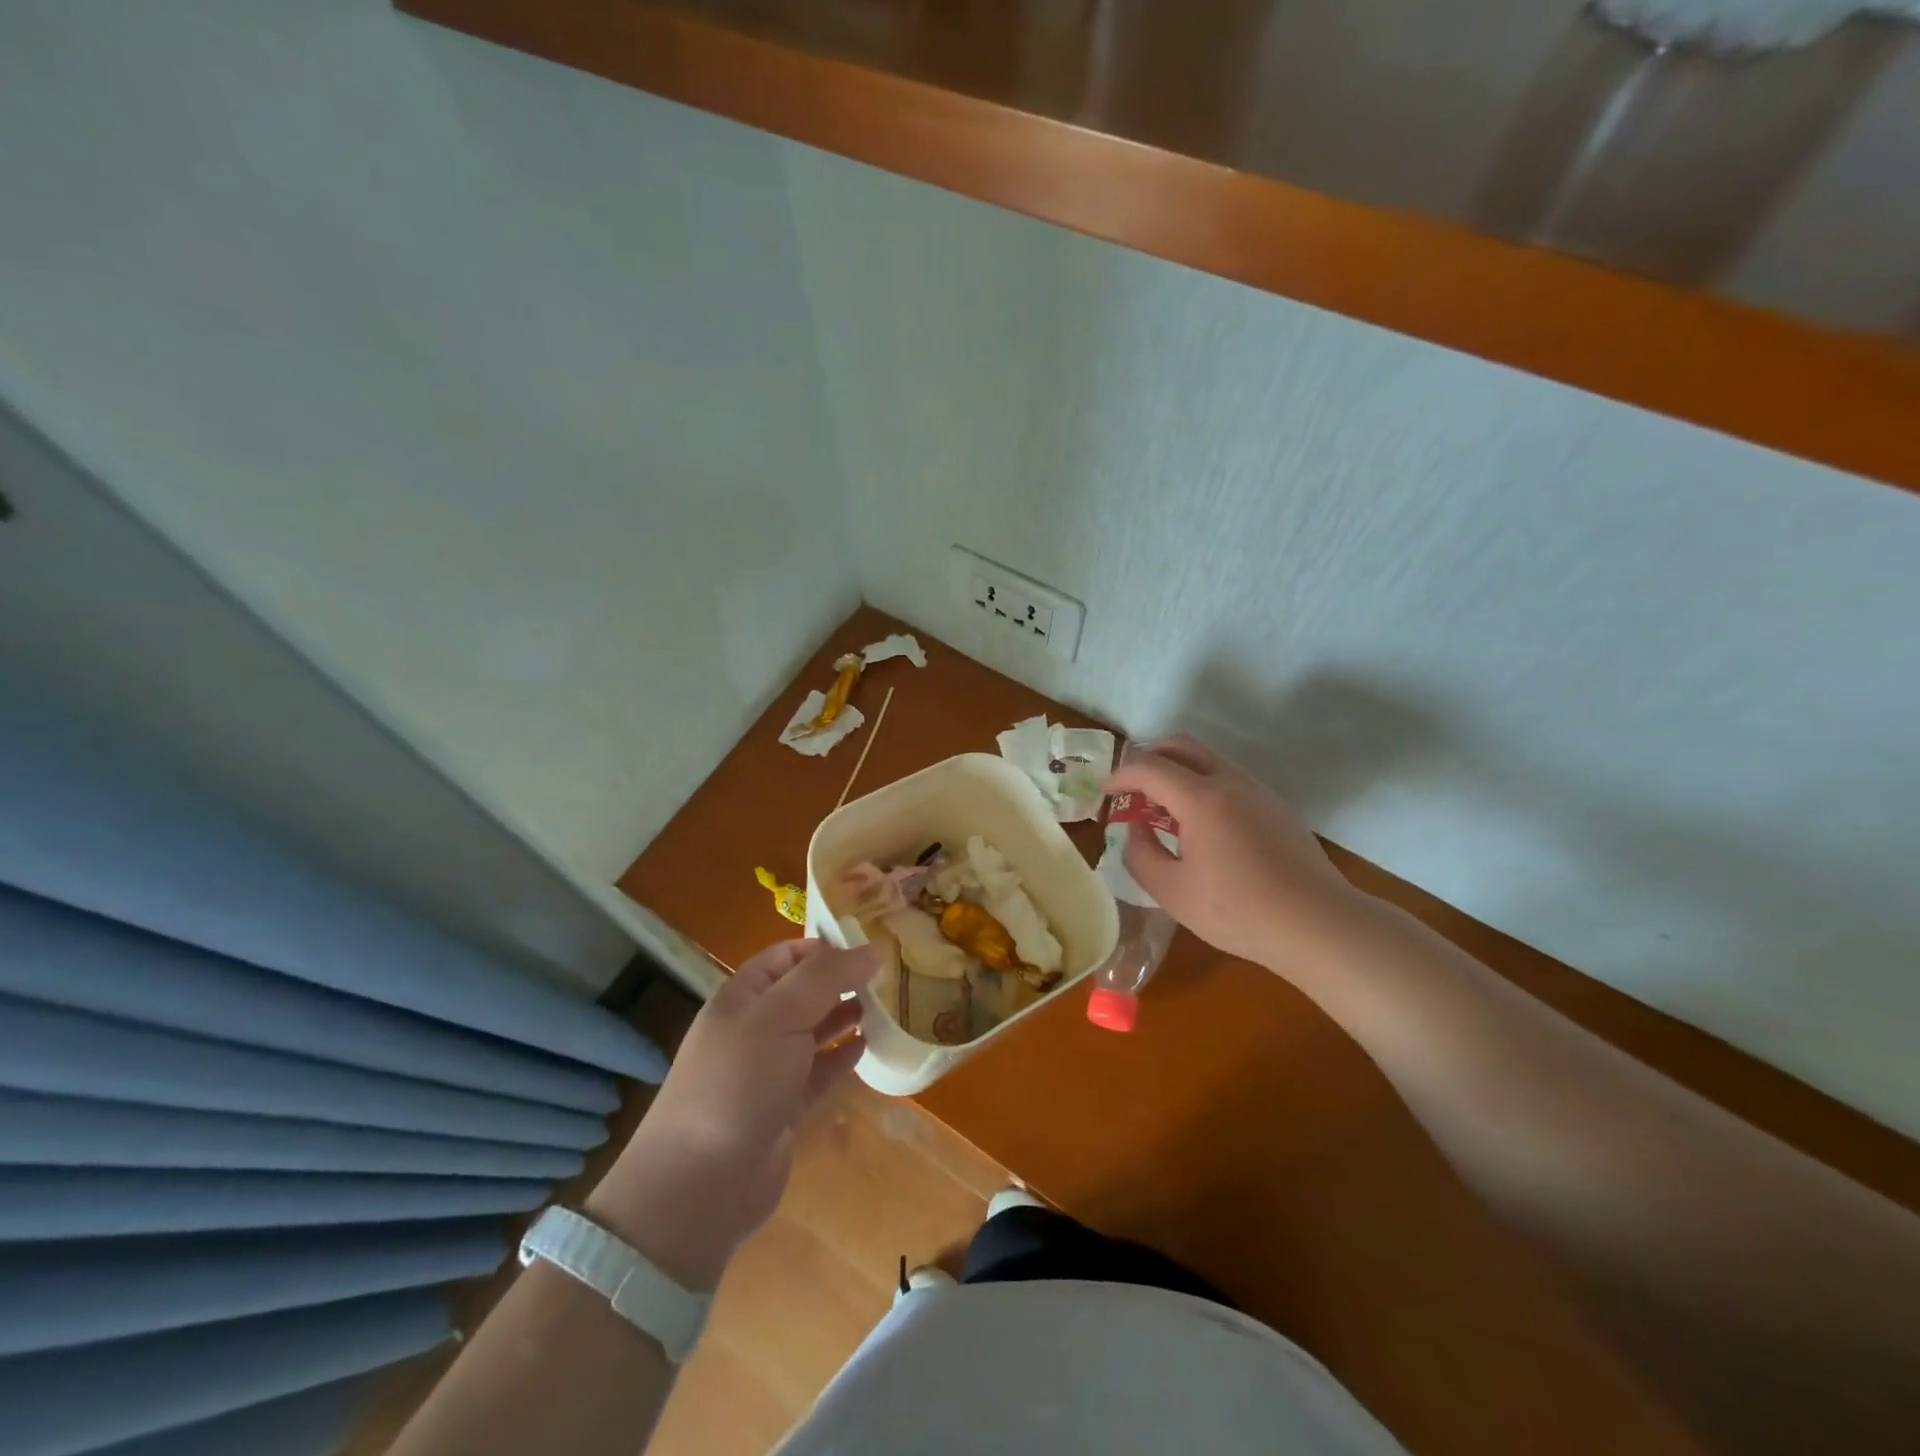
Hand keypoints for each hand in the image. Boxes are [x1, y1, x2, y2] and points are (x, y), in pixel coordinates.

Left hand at [587, 940, 872, 1290]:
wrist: (701, 1184)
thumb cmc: (738, 1082)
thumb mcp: (780, 1015)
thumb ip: (826, 978)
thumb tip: (870, 950)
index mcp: (743, 996)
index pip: (789, 955)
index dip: (827, 947)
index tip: (872, 949)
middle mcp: (754, 1027)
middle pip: (804, 992)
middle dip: (842, 982)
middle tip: (888, 978)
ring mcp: (768, 1069)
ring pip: (814, 1031)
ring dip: (845, 1017)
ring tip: (884, 1008)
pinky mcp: (783, 1108)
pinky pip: (818, 1072)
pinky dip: (841, 1057)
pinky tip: (866, 1047)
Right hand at [1105, 736, 1366, 971]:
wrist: (1318, 924)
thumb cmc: (1239, 911)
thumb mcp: (1173, 892)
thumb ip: (1141, 855)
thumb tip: (1136, 832)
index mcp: (1201, 798)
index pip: (1148, 767)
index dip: (1120, 776)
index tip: (1106, 794)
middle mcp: (1230, 781)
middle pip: (1180, 746)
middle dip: (1148, 759)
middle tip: (1132, 789)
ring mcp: (1258, 790)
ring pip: (1208, 760)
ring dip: (1177, 772)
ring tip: (1164, 811)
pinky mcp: (1276, 806)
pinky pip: (1229, 779)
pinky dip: (1202, 786)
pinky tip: (1201, 827)